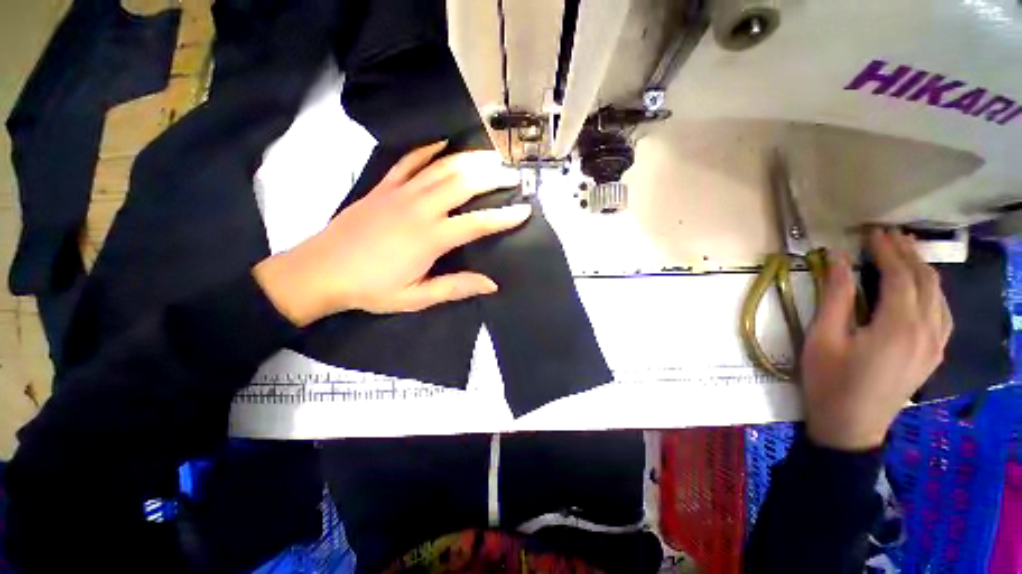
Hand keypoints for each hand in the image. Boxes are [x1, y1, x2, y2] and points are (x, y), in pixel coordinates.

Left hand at [253, 142, 528, 325]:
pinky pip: (409, 161)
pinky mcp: (383, 187)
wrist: (320, 271)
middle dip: (493, 177)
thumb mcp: (416, 297)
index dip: (504, 217)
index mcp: (430, 238)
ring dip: (470, 159)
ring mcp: (400, 193)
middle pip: (464, 183)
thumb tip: (491, 284)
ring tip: (491, 156)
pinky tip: (443, 143)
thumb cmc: (371, 289)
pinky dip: (428, 149)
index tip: (525, 210)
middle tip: (514, 175)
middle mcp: (419, 208)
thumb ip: (455, 287)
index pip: (477, 223)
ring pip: (442, 167)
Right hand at [801, 229, 952, 450]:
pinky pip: (942, 313)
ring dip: (922, 269)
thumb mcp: (823, 338)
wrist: (850, 427)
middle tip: (888, 234)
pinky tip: (921, 287)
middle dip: (907, 253)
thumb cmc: (829, 381)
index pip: (900, 275)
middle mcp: (926, 331)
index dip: (886, 250)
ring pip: (938, 295)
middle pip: (924, 281)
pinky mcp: (934, 355)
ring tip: (904, 251)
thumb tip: (837, 259)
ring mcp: (935, 345)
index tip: (871, 232)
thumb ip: (835, 297)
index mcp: (898, 327)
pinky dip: (932, 291)